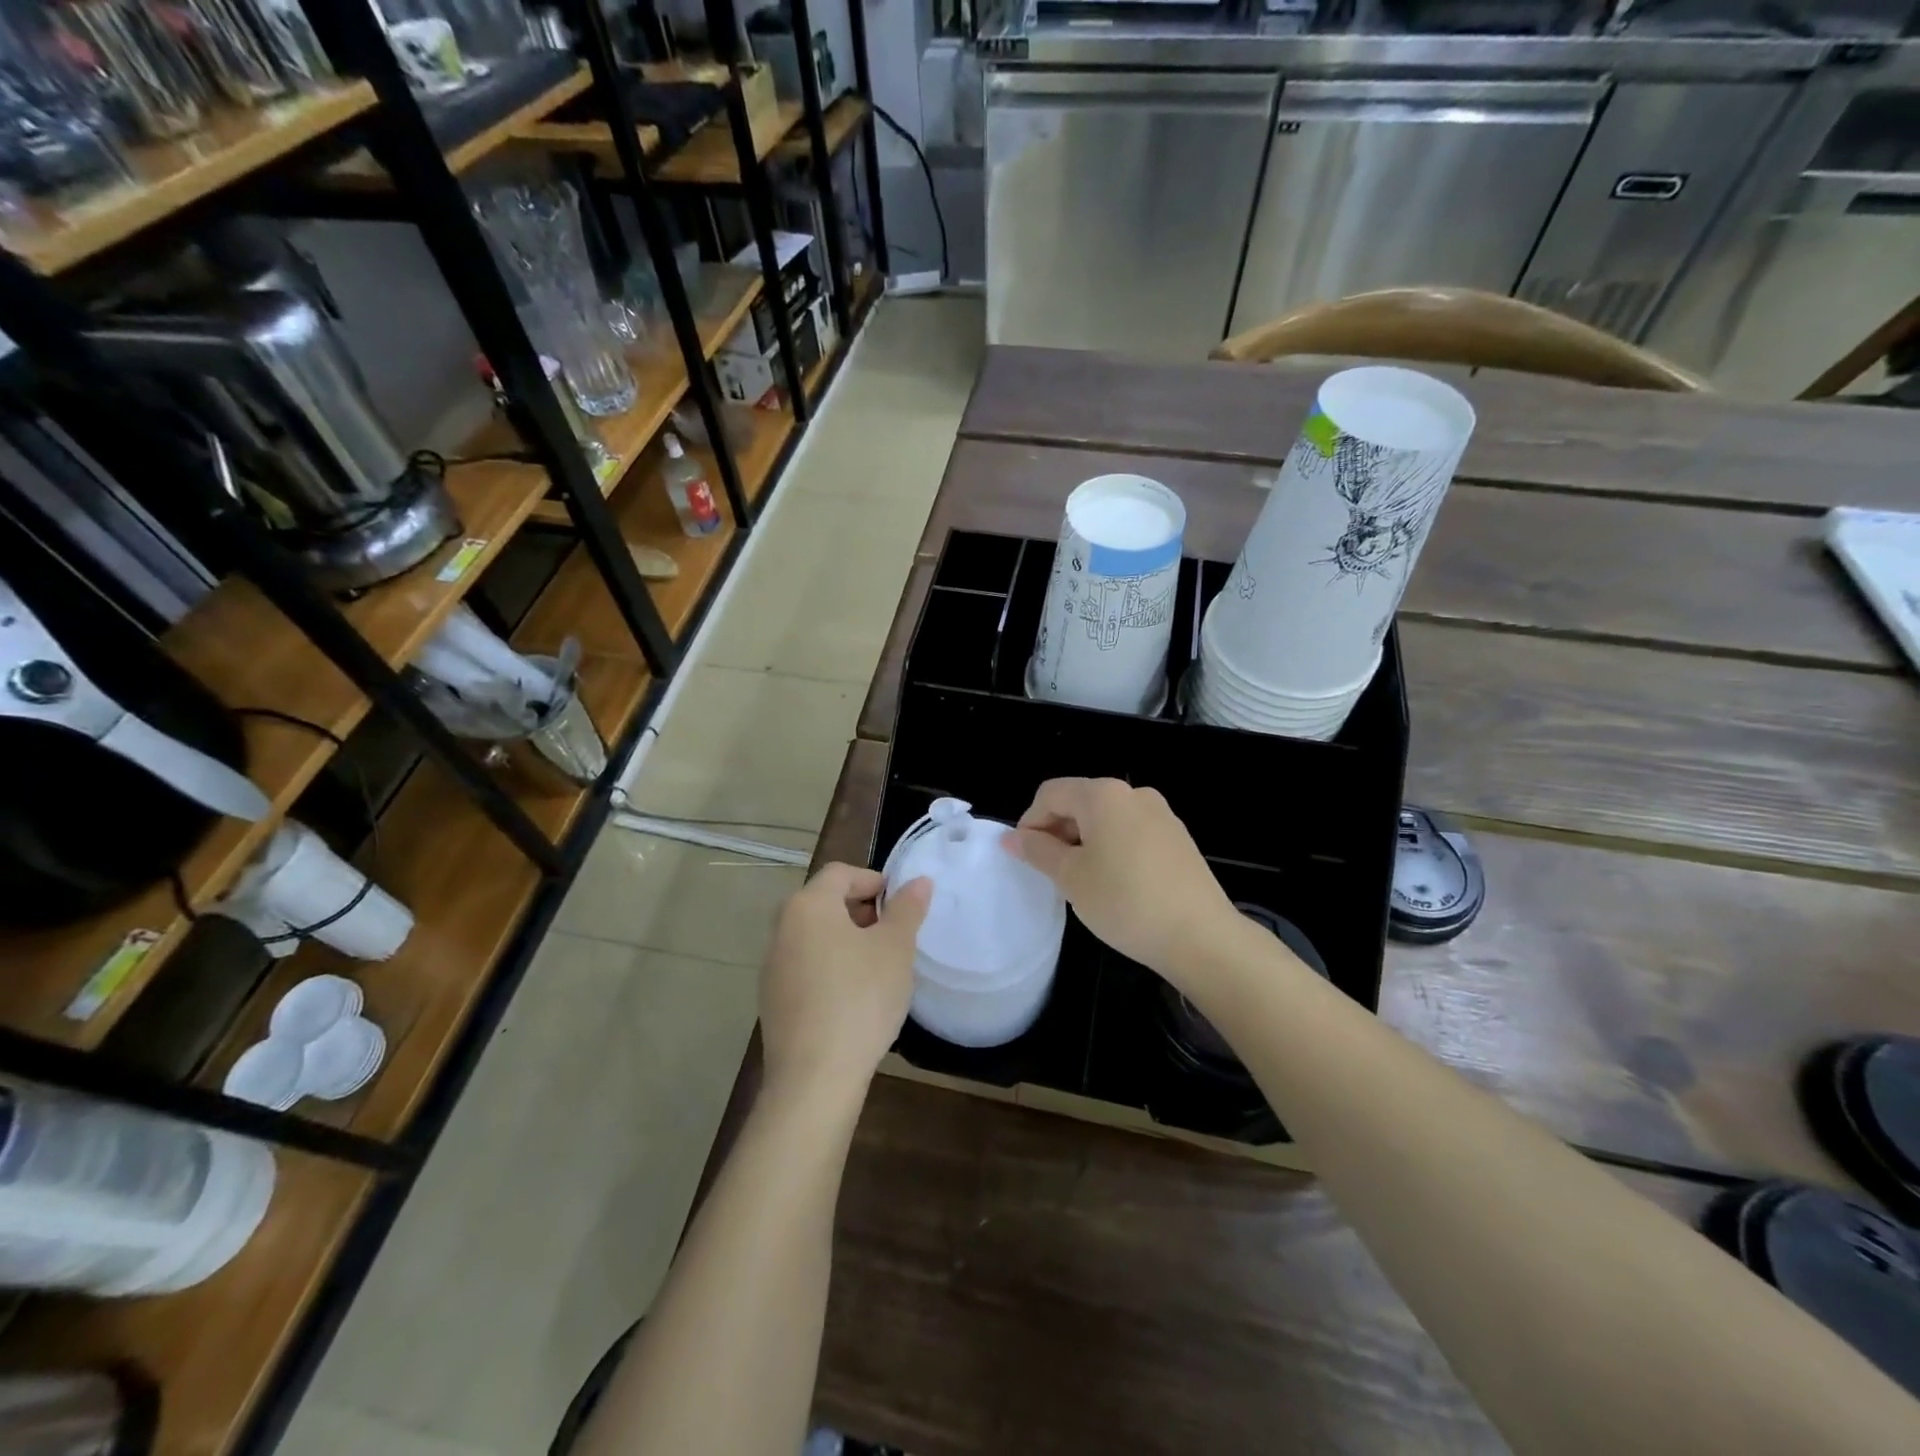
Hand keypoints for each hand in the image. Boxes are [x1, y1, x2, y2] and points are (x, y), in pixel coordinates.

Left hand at [760, 863, 931, 1101]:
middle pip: (825, 902)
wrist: (814, 1078)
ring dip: (847, 941)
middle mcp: (782, 928)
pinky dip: (831, 968)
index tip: (902, 908)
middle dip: (863, 912)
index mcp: (808, 906)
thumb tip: (918, 881)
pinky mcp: (773, 999)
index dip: (875, 881)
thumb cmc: (861, 999)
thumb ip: (907, 909)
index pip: (842, 873)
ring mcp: (773, 966)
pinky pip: (806, 966)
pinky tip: (854, 998)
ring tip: (879, 968)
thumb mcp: (895, 948)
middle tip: (894, 937)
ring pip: (816, 936)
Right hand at [1006, 778, 1236, 983]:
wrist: (1201, 937)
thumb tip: (1011, 838)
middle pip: (1080, 801)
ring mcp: (1161, 815)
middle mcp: (1134, 793)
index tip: (1026, 858)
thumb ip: (1038, 851)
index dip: (1030, 822)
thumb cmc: (1125, 901)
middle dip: (1057, 831)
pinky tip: (1115, 884)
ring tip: (1081, 881)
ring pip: (1106, 819)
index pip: (1051, 793)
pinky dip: (1112, 848)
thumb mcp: (1071, 877)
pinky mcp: (1178, 838)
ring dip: (1084, 841)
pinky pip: (1131, 832)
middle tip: (1050, 872)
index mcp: (1103, 795)